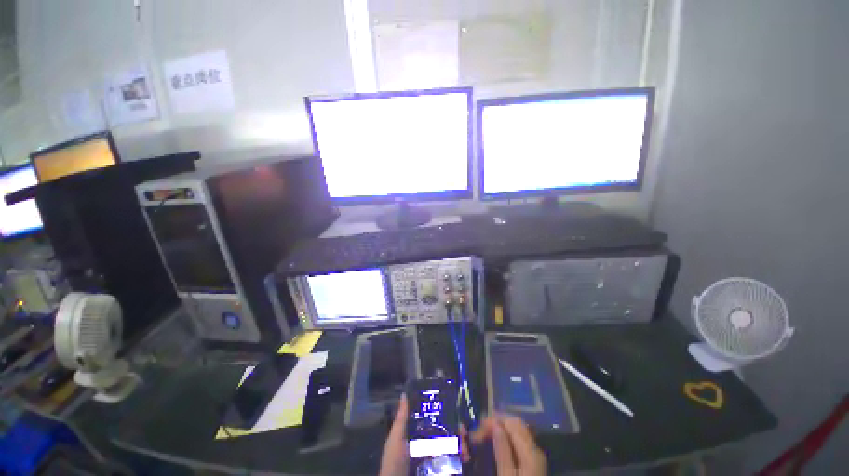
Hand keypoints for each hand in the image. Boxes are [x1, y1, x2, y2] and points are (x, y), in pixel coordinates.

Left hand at [379, 395, 472, 475]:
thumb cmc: (394, 463)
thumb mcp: (396, 440)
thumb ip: (401, 419)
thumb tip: (404, 394)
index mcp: (419, 436)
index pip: (434, 421)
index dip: (445, 414)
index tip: (454, 408)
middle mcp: (429, 446)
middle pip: (447, 433)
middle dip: (458, 430)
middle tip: (464, 429)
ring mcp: (437, 461)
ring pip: (454, 447)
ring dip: (463, 444)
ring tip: (466, 445)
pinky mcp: (444, 470)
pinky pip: (456, 463)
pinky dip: (463, 457)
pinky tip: (466, 456)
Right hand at [471, 414, 546, 475]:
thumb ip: (502, 451)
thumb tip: (494, 424)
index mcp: (531, 451)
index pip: (511, 422)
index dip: (492, 421)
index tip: (476, 430)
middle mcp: (535, 448)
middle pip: (515, 423)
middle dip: (495, 423)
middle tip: (477, 433)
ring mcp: (535, 454)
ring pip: (516, 430)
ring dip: (499, 429)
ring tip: (483, 437)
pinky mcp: (532, 461)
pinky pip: (518, 440)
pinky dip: (505, 437)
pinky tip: (494, 444)